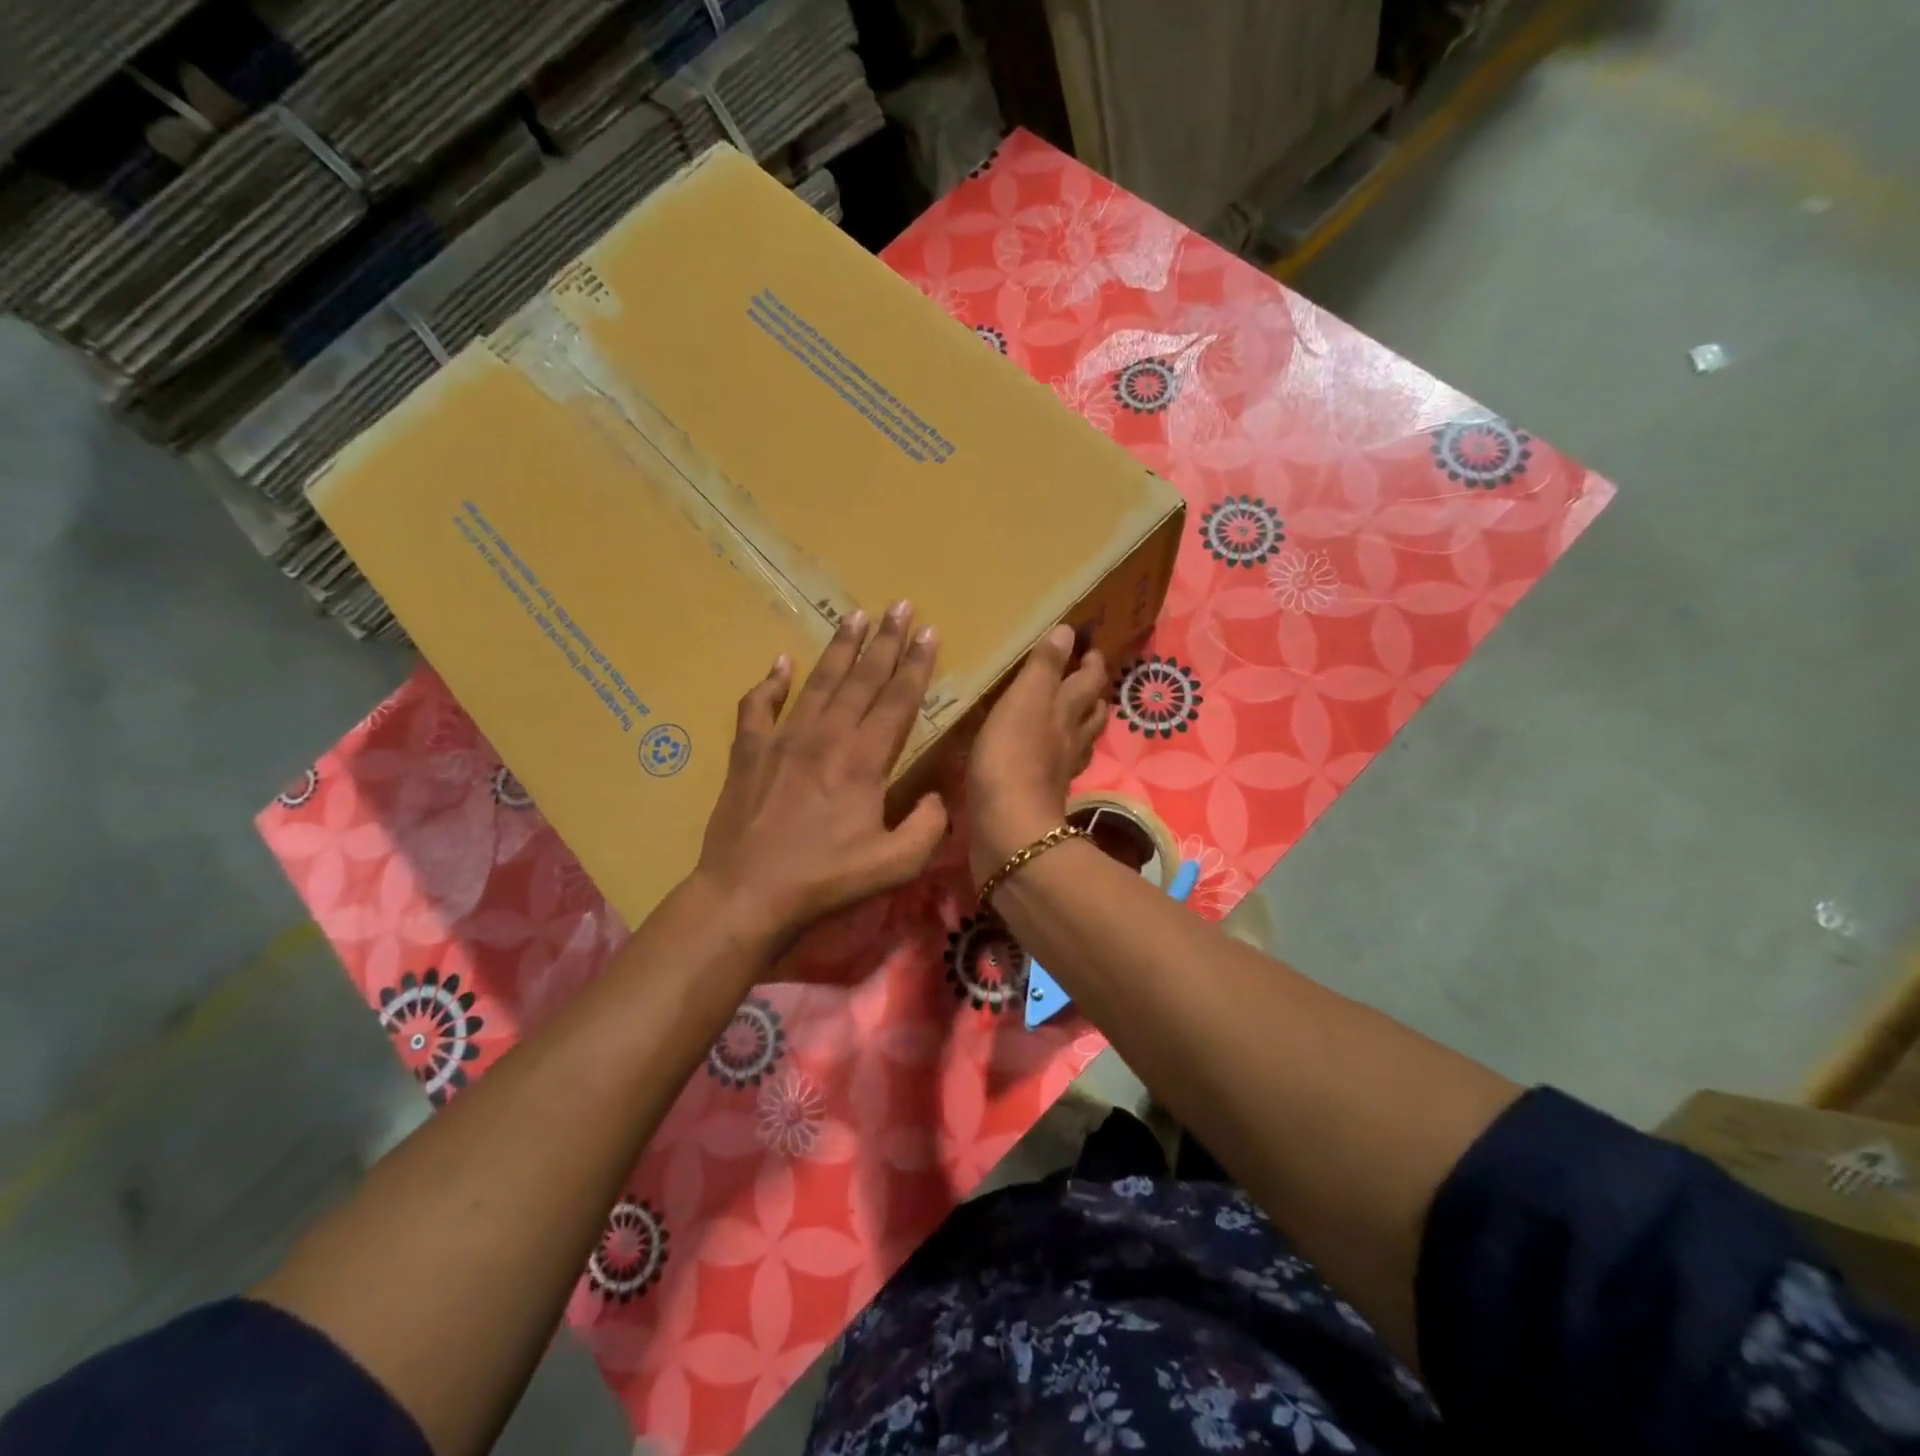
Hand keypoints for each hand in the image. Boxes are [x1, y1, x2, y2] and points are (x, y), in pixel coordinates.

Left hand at [693, 602, 948, 947]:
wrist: (747, 893)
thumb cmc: (825, 880)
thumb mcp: (895, 865)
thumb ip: (928, 826)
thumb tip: (937, 796)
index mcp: (864, 760)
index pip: (897, 700)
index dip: (917, 664)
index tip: (929, 631)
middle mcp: (826, 736)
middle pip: (862, 678)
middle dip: (885, 640)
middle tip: (900, 605)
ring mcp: (783, 739)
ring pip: (818, 682)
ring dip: (839, 647)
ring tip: (855, 615)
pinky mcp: (748, 752)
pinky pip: (758, 706)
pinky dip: (769, 682)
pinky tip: (780, 662)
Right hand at [965, 623, 1108, 888]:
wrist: (1008, 829)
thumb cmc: (1012, 757)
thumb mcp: (1025, 700)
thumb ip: (1044, 667)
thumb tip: (1068, 630)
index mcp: (1066, 711)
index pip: (1089, 680)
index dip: (1092, 663)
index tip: (1092, 649)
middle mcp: (1070, 739)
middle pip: (1091, 712)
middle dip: (1092, 693)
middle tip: (1086, 678)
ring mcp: (1058, 771)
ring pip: (1079, 741)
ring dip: (1080, 724)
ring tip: (1071, 713)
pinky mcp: (1042, 796)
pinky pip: (1057, 768)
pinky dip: (1057, 756)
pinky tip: (1046, 756)